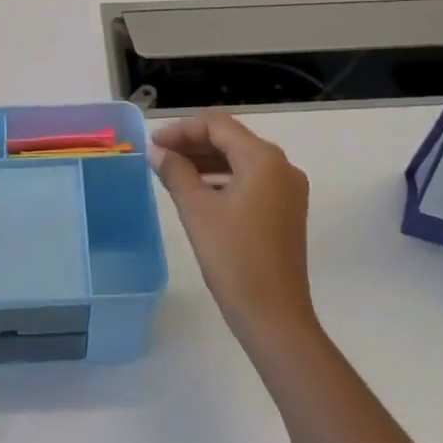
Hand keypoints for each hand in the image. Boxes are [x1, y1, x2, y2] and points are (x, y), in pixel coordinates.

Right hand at [150, 111, 318, 352]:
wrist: (274, 316)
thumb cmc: (233, 257)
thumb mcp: (197, 210)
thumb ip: (176, 172)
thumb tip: (158, 151)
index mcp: (264, 159)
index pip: (218, 126)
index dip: (182, 130)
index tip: (154, 143)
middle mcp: (283, 166)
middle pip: (232, 139)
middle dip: (193, 143)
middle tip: (159, 155)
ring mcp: (288, 190)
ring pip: (241, 160)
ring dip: (207, 161)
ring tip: (172, 171)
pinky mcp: (287, 211)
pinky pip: (251, 180)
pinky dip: (223, 179)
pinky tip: (198, 191)